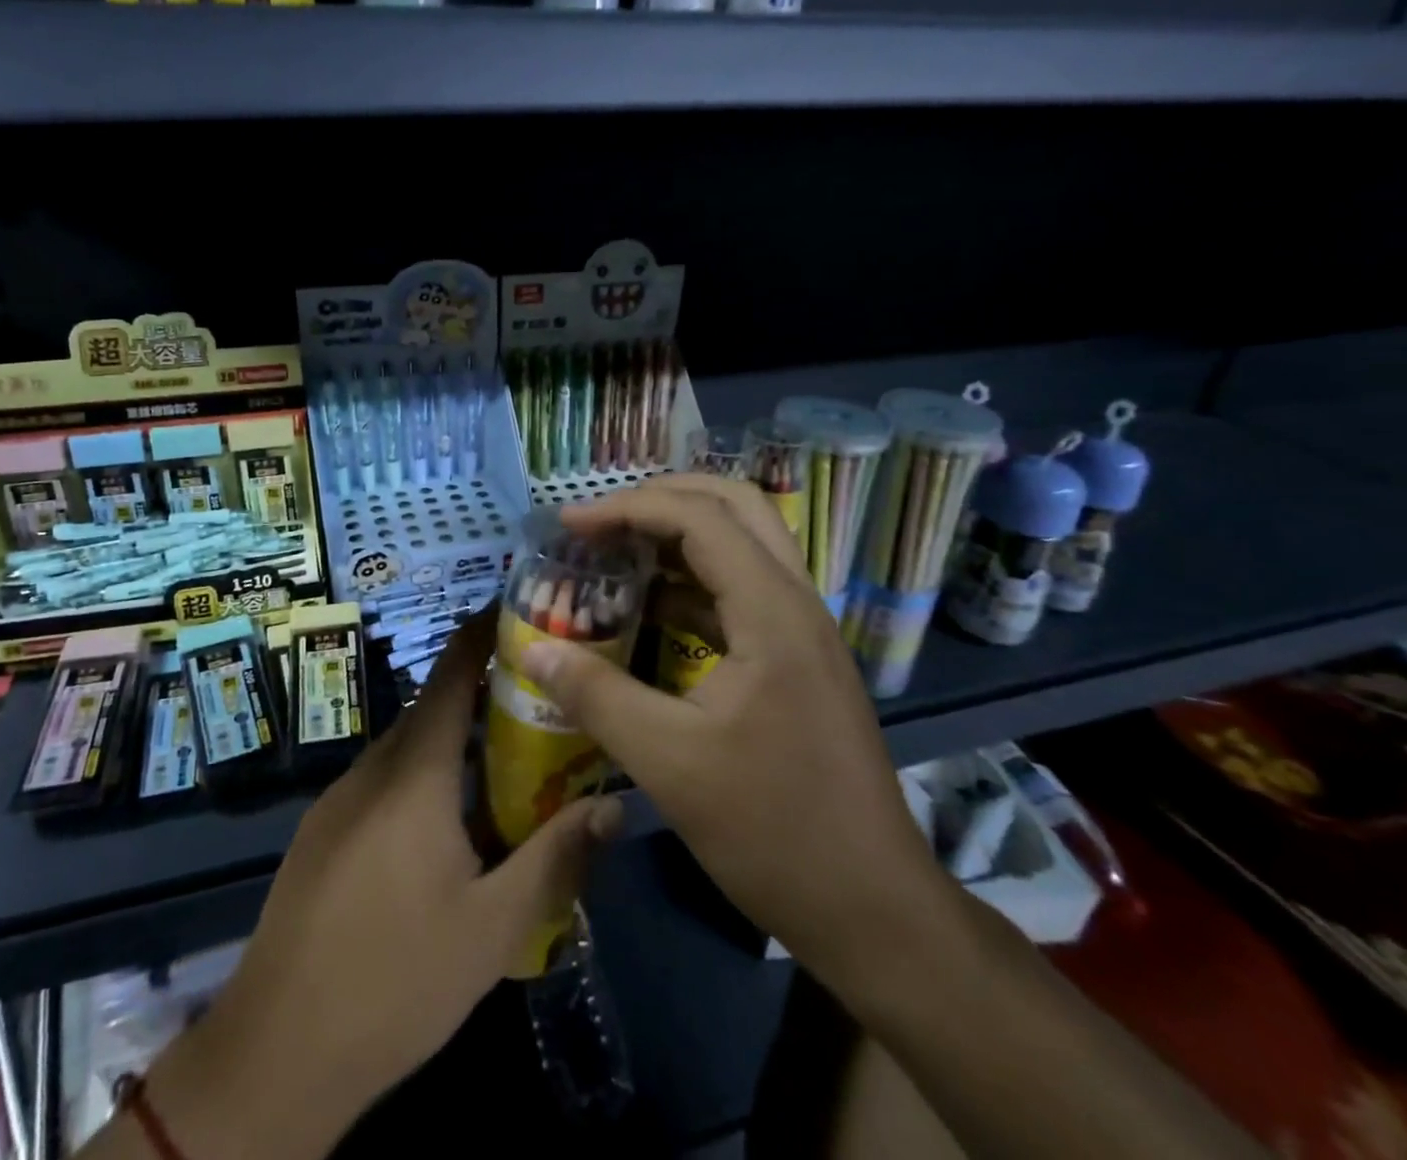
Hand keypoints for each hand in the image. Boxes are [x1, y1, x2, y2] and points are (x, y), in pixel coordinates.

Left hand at [136, 614, 622, 1159]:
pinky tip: (449, 825)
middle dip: (485, 694)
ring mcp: (339, 800)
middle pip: (434, 709)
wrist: (277, 1051)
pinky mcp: (322, 832)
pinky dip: (423, 777)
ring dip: (454, 743)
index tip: (520, 607)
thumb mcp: (494, 927)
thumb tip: (613, 807)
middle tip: (540, 699)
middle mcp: (373, 768)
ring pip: (408, 749)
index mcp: (414, 773)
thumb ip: (556, 859)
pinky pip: (383, 782)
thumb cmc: (396, 980)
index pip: (453, 674)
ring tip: (507, 761)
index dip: (484, 632)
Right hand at [521, 474, 945, 989]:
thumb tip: (534, 651)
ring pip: (743, 543)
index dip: (627, 508)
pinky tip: (649, 609)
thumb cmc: (772, 830)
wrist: (872, 907)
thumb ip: (595, 696)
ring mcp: (802, 629)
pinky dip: (692, 581)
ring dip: (678, 535)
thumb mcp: (667, 762)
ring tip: (616, 554)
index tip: (569, 526)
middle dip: (661, 500)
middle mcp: (795, 602)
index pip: (699, 517)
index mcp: (772, 611)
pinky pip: (742, 589)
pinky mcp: (798, 658)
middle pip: (734, 506)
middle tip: (601, 522)